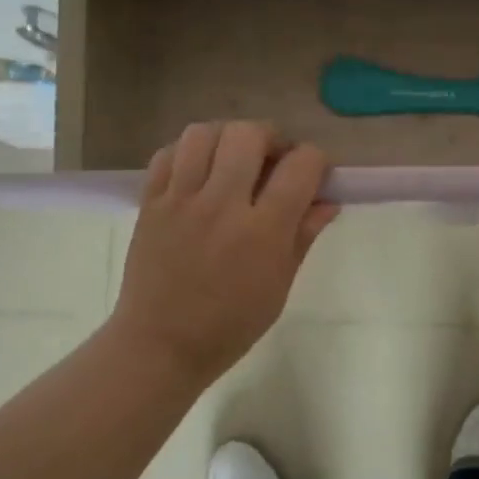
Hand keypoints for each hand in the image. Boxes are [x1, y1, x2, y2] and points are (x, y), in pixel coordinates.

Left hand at [109, 121, 338, 385]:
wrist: (161, 345)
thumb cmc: (231, 325)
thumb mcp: (279, 286)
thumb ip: (304, 236)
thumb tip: (328, 201)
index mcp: (263, 231)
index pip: (301, 165)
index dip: (316, 160)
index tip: (314, 174)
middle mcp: (222, 205)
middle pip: (249, 134)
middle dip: (271, 138)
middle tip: (272, 161)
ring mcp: (181, 200)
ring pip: (204, 133)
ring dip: (227, 138)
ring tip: (233, 160)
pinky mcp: (150, 203)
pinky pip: (167, 153)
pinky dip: (188, 152)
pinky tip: (199, 172)